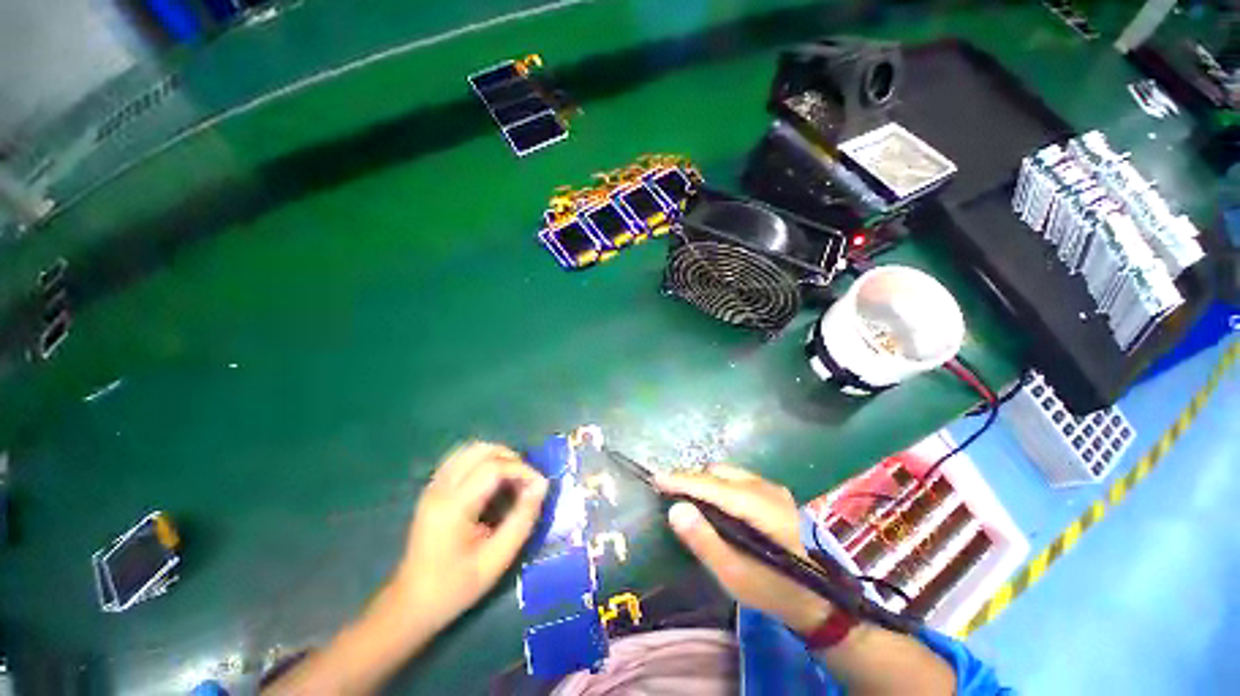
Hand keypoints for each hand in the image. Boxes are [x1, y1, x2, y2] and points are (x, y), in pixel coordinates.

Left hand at [394, 442, 547, 630]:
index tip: (539, 487)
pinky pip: (461, 458)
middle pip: (481, 450)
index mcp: (453, 507)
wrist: (410, 605)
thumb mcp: (497, 559)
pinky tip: (492, 481)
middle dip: (511, 459)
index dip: (523, 470)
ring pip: (471, 449)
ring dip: (497, 457)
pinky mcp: (432, 488)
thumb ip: (522, 519)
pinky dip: (483, 461)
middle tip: (526, 481)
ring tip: (512, 479)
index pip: (494, 467)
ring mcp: (433, 486)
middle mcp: (440, 488)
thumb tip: (542, 485)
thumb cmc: (455, 587)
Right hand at [658, 465, 833, 635]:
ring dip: (705, 481)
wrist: (824, 600)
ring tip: (689, 497)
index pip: (712, 485)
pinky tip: (715, 501)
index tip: (657, 478)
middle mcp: (766, 488)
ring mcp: (773, 488)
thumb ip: (704, 541)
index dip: (682, 480)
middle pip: (719, 473)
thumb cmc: (776, 590)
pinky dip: (720, 484)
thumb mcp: (735, 576)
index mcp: (758, 507)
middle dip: (692, 479)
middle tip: (670, 493)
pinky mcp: (776, 493)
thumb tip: (675, 509)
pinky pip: (739, 478)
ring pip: (729, 473)